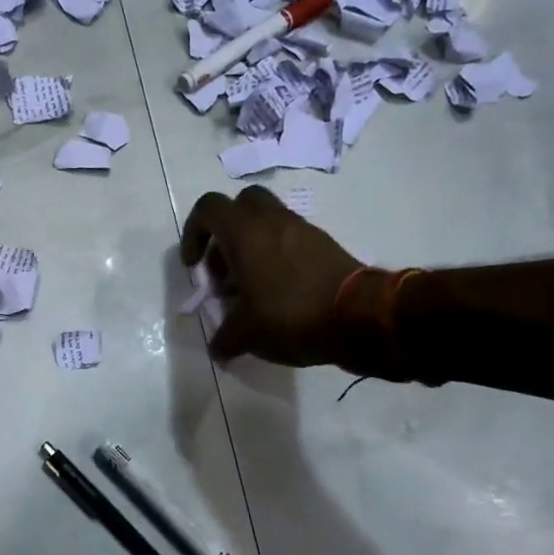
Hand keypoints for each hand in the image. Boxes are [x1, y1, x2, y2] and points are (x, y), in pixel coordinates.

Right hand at [181, 186, 378, 367]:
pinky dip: (277, 256)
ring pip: (267, 222)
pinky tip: (278, 293)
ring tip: (250, 287)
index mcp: (245, 232)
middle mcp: (272, 221)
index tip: (195, 265)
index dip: (193, 232)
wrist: (360, 317)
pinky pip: (290, 239)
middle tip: (224, 268)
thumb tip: (217, 349)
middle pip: (240, 205)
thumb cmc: (291, 315)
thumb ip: (225, 338)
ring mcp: (302, 229)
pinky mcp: (324, 244)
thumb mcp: (248, 334)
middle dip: (226, 232)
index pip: (208, 208)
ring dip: (252, 246)